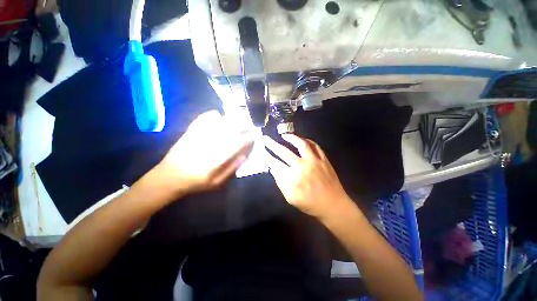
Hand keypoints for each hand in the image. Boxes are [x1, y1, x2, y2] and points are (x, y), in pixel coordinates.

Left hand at [155, 110, 252, 196]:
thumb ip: (232, 168)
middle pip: (229, 130)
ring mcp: (198, 136)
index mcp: (215, 159)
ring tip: (239, 119)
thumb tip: (244, 155)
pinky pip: (204, 118)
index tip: (252, 138)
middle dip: (242, 126)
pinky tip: (219, 116)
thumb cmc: (195, 182)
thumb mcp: (217, 183)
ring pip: (218, 122)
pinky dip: (213, 115)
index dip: (246, 140)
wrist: (168, 176)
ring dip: (231, 119)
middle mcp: (208, 144)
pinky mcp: (190, 132)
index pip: (236, 144)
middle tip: (249, 126)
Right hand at [264, 134, 352, 219]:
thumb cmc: (311, 204)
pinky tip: (303, 139)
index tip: (263, 151)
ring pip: (301, 144)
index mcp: (293, 177)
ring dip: (291, 138)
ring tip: (284, 134)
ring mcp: (315, 161)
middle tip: (266, 138)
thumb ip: (281, 183)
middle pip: (284, 152)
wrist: (334, 205)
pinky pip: (316, 146)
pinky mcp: (324, 159)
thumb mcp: (291, 198)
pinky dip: (308, 141)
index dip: (268, 157)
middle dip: (272, 144)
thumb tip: (273, 169)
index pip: (276, 164)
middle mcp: (303, 166)